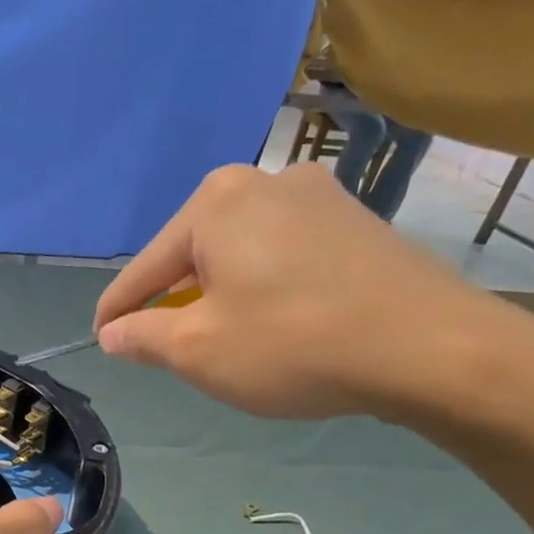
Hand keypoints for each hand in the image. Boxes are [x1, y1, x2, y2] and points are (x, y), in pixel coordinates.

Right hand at [93, 163, 515, 419]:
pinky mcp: (356, 221)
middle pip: (192, 252)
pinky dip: (261, 285)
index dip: (117, 311)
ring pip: (239, 251)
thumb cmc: (292, 344)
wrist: (432, 348)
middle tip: (162, 344)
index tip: (101, 339)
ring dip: (217, 292)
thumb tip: (114, 333)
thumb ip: (143, 337)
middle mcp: (264, 182)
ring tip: (217, 335)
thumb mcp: (198, 351)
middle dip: (172, 299)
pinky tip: (271, 319)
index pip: (145, 267)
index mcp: (215, 203)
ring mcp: (318, 196)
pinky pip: (282, 253)